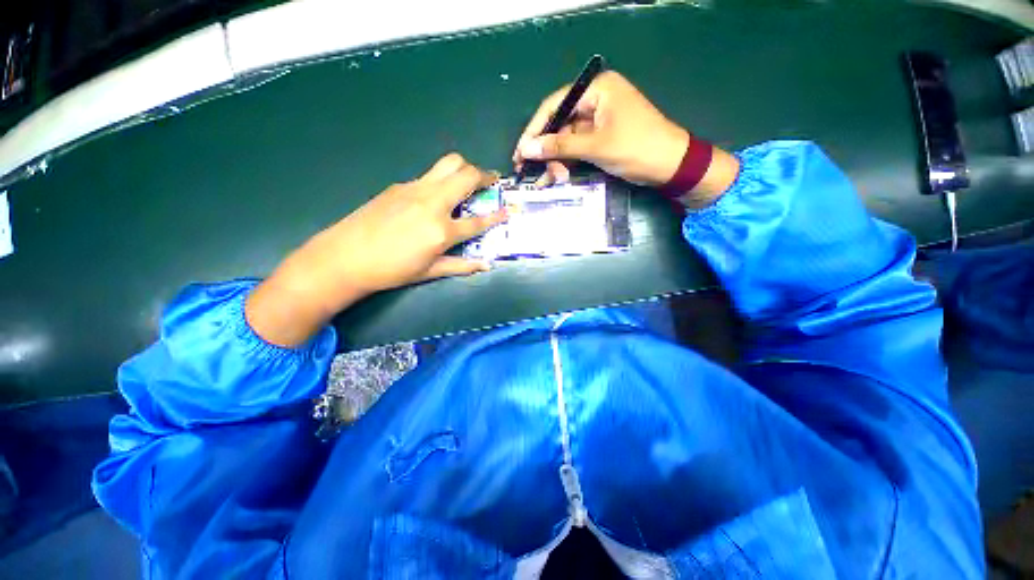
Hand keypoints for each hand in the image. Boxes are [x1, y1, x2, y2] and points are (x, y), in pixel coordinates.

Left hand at [246, 153, 506, 346]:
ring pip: (447, 164)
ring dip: (464, 169)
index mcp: (441, 230)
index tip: (508, 210)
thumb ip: (462, 266)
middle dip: (484, 175)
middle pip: (465, 175)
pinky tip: (436, 196)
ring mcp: (414, 189)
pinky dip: (441, 180)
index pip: (478, 221)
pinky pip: (428, 176)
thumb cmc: (391, 270)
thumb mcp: (430, 271)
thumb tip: (486, 265)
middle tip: (491, 181)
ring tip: (468, 181)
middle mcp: (432, 203)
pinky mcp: (399, 185)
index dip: (497, 216)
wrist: (344, 256)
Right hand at [513, 71, 738, 202]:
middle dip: (545, 150)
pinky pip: (576, 149)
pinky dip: (566, 164)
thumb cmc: (637, 148)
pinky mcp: (600, 138)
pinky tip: (556, 177)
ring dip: (555, 161)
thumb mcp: (596, 146)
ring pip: (566, 140)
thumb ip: (560, 147)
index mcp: (597, 89)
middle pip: (559, 124)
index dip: (534, 129)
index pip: (555, 105)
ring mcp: (597, 121)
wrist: (670, 166)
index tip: (519, 151)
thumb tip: (526, 149)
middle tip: (529, 170)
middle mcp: (595, 101)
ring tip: (546, 180)